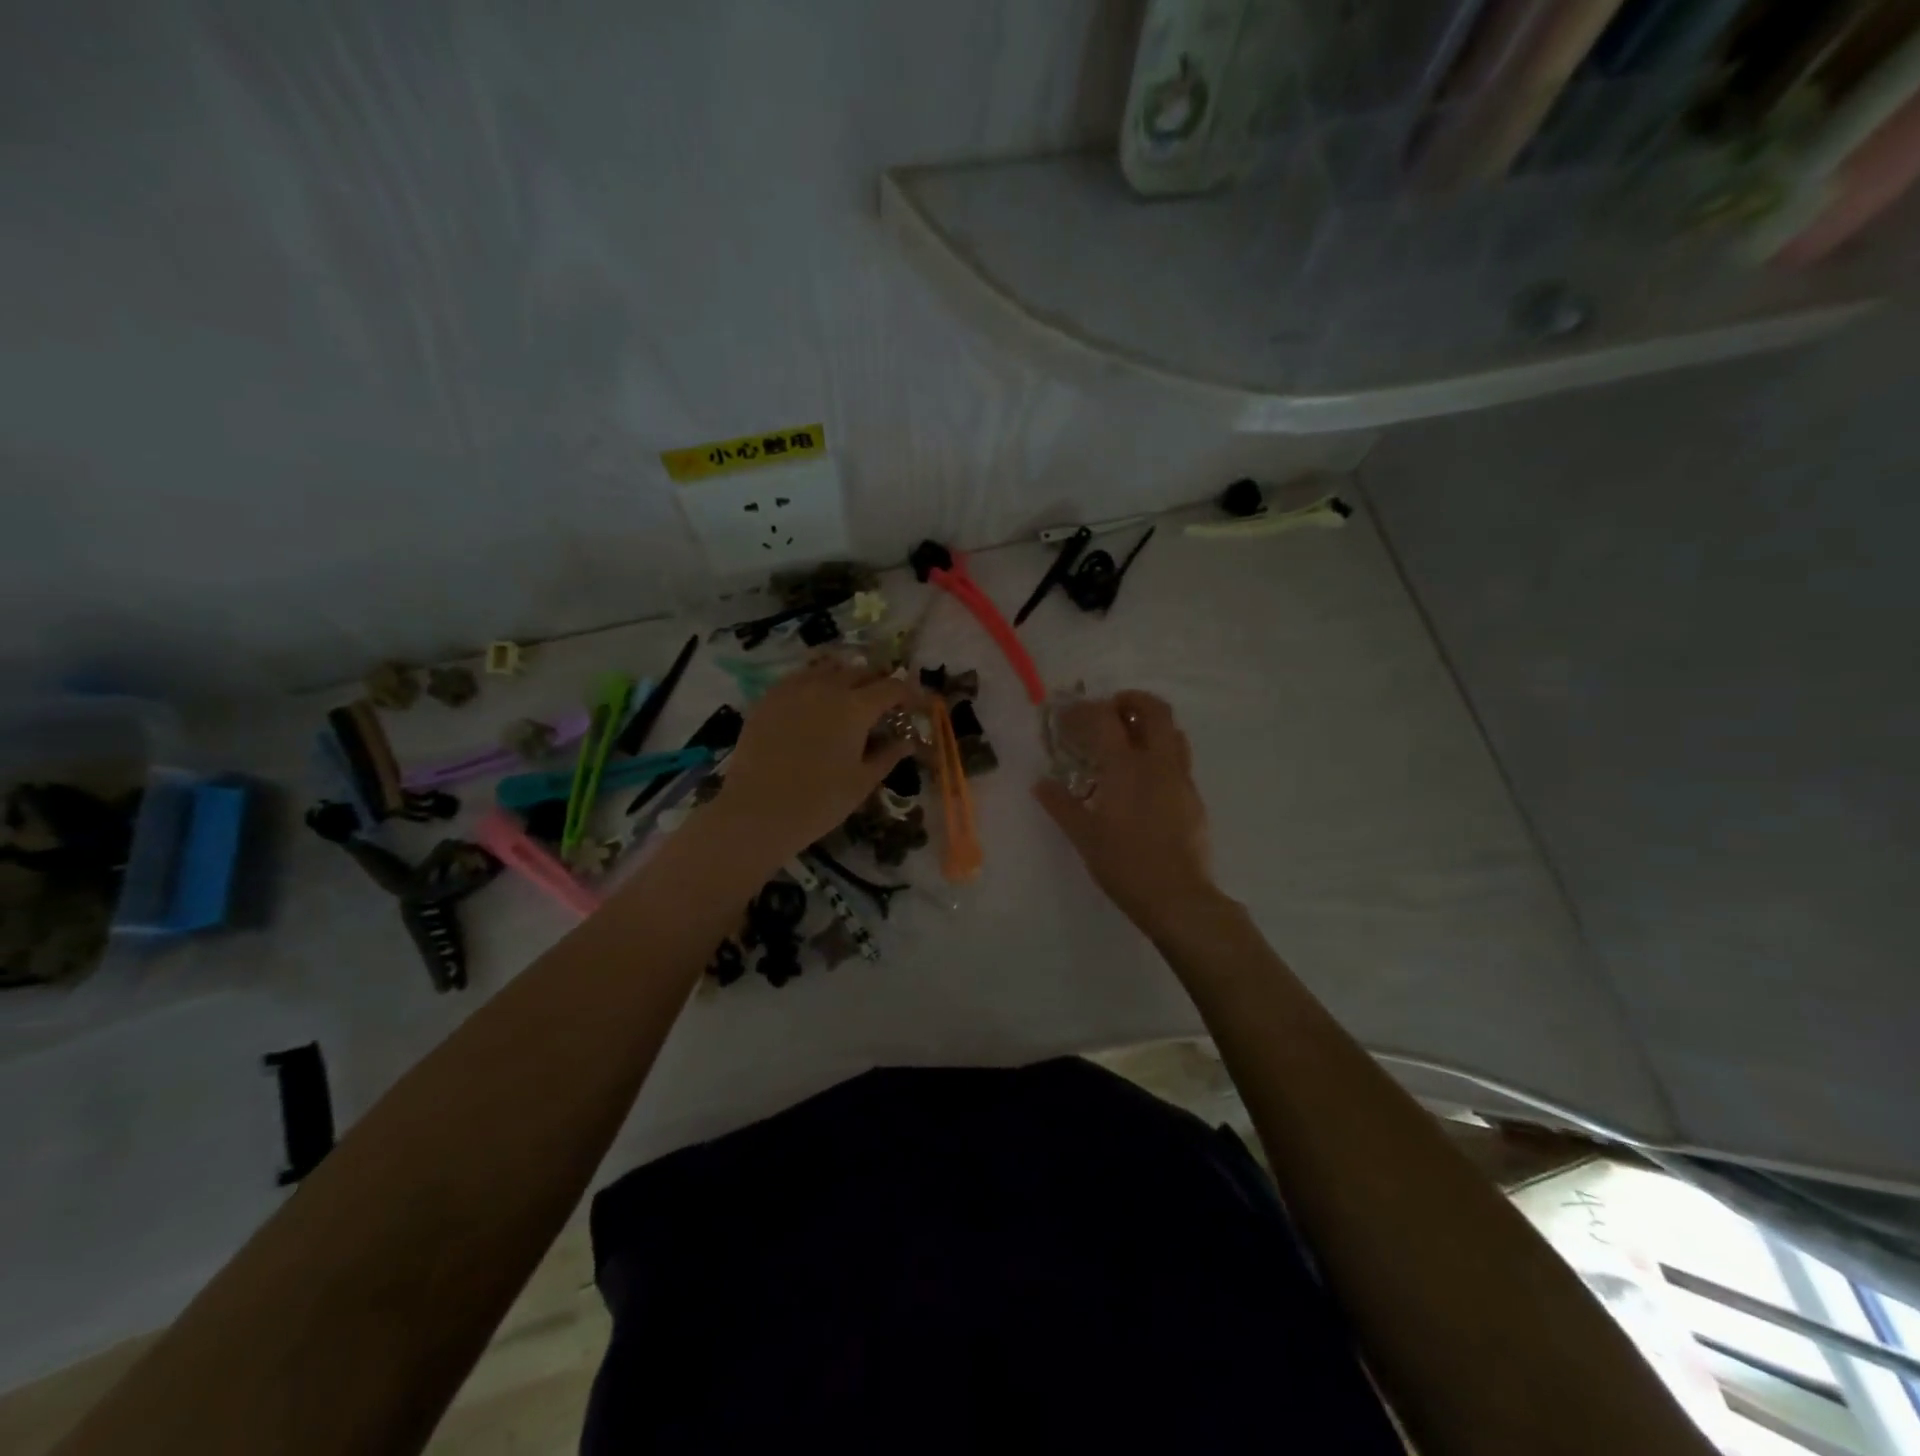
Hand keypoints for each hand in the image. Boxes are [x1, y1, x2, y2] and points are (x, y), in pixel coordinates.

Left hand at [712, 657, 917, 861]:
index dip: (910, 694)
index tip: (918, 705)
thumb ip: (888, 755)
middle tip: (886, 702)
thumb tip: (908, 741)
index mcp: (856, 708)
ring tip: (852, 693)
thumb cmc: (819, 802)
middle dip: (880, 682)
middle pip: (862, 670)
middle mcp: (827, 687)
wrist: (757, 811)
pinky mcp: (769, 697)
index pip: (893, 687)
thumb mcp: (862, 781)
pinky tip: (817, 698)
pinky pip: (800, 676)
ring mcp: (794, 688)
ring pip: (829, 667)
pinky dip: (817, 680)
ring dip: (848, 675)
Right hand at [1033, 692, 1218, 931]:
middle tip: (1109, 711)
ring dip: (1150, 725)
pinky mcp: (1194, 797)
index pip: (1104, 719)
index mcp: (1126, 767)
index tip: (1067, 717)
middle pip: (1154, 710)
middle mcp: (1158, 763)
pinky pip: (1179, 760)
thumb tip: (1041, 783)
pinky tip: (1144, 780)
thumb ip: (1061, 805)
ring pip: (1173, 732)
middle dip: (1131, 701)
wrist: (1177, 897)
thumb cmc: (1124, 864)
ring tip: (1128, 740)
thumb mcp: (1084, 836)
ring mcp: (1181, 778)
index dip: (1084, 711)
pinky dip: (1160, 753)